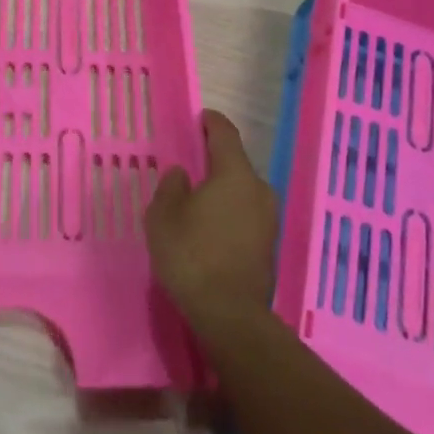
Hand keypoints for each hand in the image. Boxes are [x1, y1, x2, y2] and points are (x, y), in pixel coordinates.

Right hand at [145, 110, 278, 329]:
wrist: (230, 316)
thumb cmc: (192, 255)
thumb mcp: (164, 216)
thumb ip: (171, 187)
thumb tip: (182, 175)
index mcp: (234, 174)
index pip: (225, 134)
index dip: (211, 123)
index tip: (200, 118)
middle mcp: (259, 189)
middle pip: (236, 164)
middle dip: (215, 161)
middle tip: (190, 165)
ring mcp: (269, 219)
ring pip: (242, 192)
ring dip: (223, 191)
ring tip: (197, 201)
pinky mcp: (269, 246)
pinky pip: (246, 216)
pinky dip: (230, 214)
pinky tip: (211, 229)